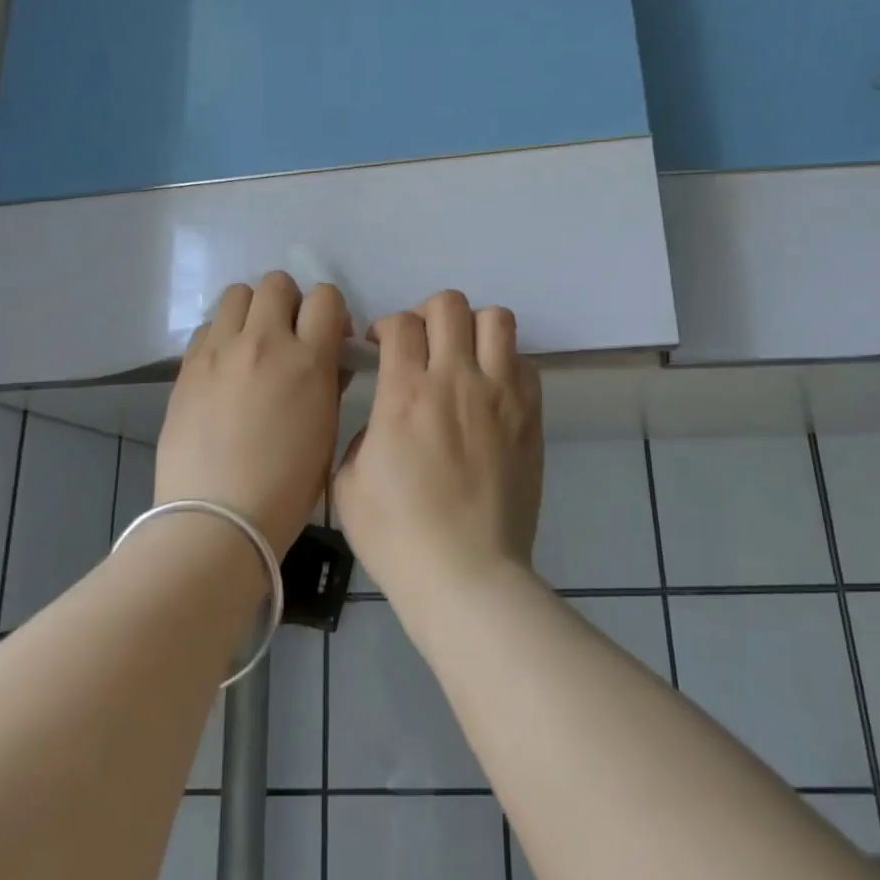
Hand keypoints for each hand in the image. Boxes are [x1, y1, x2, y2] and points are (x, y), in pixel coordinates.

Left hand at [155, 273, 349, 554]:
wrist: (217, 518)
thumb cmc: (287, 486)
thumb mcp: (327, 431)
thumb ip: (330, 382)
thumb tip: (328, 358)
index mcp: (308, 360)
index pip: (325, 297)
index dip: (330, 311)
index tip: (328, 336)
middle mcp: (263, 342)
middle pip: (276, 283)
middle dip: (288, 302)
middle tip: (288, 336)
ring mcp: (220, 352)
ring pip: (236, 294)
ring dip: (251, 311)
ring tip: (252, 345)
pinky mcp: (187, 367)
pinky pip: (208, 327)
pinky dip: (221, 336)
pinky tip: (224, 368)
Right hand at [334, 290, 543, 605]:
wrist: (467, 574)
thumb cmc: (399, 536)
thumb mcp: (348, 485)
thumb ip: (362, 436)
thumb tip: (384, 421)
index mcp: (406, 393)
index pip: (401, 324)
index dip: (386, 326)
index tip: (381, 346)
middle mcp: (456, 380)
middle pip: (449, 305)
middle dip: (427, 314)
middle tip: (421, 343)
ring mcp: (501, 395)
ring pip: (496, 319)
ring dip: (473, 327)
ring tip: (462, 355)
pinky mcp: (531, 416)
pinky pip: (525, 362)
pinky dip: (505, 362)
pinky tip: (491, 389)